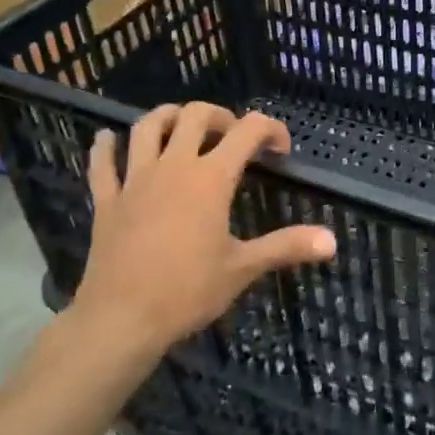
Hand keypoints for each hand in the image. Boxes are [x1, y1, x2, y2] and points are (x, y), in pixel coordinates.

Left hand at [58, 102, 336, 363]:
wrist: (121, 319)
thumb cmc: (187, 291)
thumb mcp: (243, 268)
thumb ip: (286, 247)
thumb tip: (332, 241)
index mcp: (211, 178)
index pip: (248, 131)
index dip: (270, 129)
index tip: (280, 150)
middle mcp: (174, 166)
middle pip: (194, 115)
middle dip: (219, 115)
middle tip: (232, 136)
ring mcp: (136, 179)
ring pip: (147, 126)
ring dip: (167, 117)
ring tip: (181, 127)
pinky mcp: (107, 199)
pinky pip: (102, 162)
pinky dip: (106, 146)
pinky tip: (109, 140)